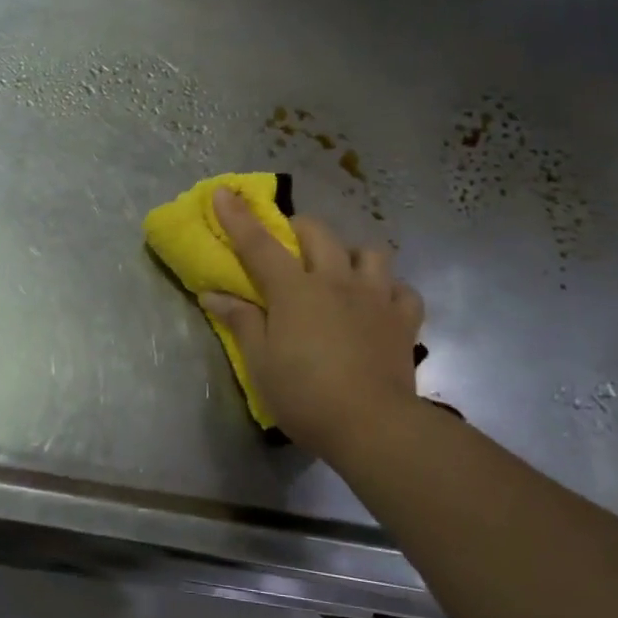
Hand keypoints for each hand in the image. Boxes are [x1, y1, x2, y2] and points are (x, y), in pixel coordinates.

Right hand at [203, 188, 424, 464]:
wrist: (373, 425)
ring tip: (341, 270)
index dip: (238, 217)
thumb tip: (214, 294)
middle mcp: (336, 282)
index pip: (259, 244)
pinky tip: (379, 302)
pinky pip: (403, 289)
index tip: (223, 192)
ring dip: (351, 253)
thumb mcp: (260, 362)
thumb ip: (241, 321)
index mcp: (295, 290)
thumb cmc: (305, 395)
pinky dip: (390, 289)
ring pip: (370, 252)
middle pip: (319, 234)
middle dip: (299, 228)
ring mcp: (375, 298)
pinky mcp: (403, 320)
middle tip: (288, 244)